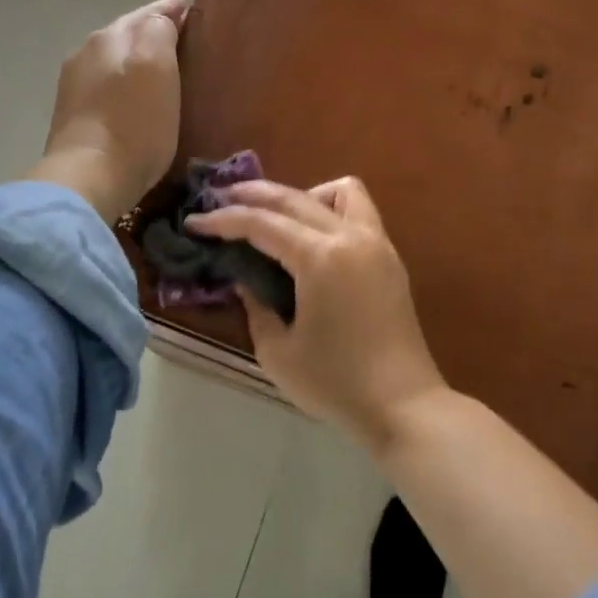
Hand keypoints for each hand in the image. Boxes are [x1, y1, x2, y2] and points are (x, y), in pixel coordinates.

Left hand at [30, 0, 188, 221]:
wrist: (89, 178)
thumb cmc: (133, 123)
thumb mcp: (157, 66)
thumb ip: (160, 30)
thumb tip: (163, 18)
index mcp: (109, 36)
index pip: (147, 13)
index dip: (171, 10)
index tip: (192, 10)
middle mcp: (87, 52)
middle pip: (128, 35)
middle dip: (153, 35)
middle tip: (184, 43)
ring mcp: (74, 85)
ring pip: (115, 61)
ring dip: (137, 62)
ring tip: (164, 72)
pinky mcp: (72, 116)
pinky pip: (106, 88)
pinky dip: (124, 87)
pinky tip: (137, 101)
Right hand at [188, 178, 445, 447]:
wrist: (404, 406)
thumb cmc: (336, 383)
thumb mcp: (277, 351)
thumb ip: (255, 306)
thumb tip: (245, 280)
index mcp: (320, 258)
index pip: (261, 224)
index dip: (222, 221)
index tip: (194, 222)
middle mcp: (350, 237)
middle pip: (293, 198)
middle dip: (251, 195)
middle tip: (218, 200)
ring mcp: (376, 243)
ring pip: (339, 191)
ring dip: (302, 196)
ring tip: (278, 219)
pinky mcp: (389, 258)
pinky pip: (360, 212)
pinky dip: (331, 211)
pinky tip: (313, 240)